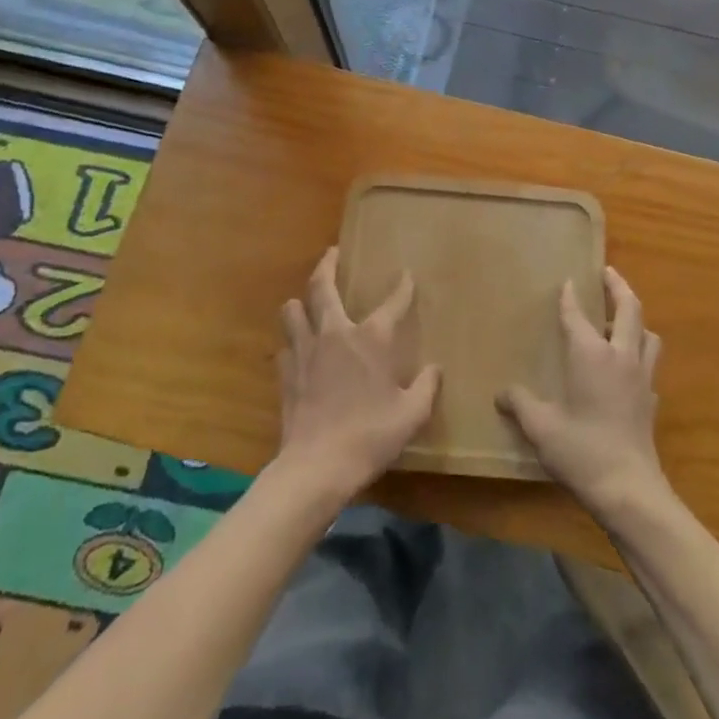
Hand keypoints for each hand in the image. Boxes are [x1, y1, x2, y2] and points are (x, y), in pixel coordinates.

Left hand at [274, 248, 439, 499]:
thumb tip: (434, 369)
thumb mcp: (411, 414)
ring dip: (300, 303)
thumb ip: (426, 387)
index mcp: (370, 338)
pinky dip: (291, 344)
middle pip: (322, 286)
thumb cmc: (370, 435)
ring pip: (292, 310)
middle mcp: (334, 333)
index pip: (392, 302)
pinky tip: (297, 352)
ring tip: (307, 303)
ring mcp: (305, 351)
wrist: (317, 466)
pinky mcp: (285, 373)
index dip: (402, 286)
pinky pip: (284, 347)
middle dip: (328, 264)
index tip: (406, 274)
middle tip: (332, 252)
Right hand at [498, 267, 665, 518]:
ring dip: (636, 320)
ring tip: (621, 320)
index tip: (567, 281)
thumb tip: (502, 393)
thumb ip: (520, 404)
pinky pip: (650, 365)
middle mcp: (621, 356)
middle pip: (629, 309)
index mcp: (591, 354)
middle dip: (618, 287)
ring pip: (647, 334)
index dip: (570, 297)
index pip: (578, 315)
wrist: (629, 489)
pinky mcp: (651, 400)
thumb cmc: (581, 451)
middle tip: (608, 273)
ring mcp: (641, 377)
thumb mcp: (541, 427)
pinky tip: (629, 369)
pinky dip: (640, 356)